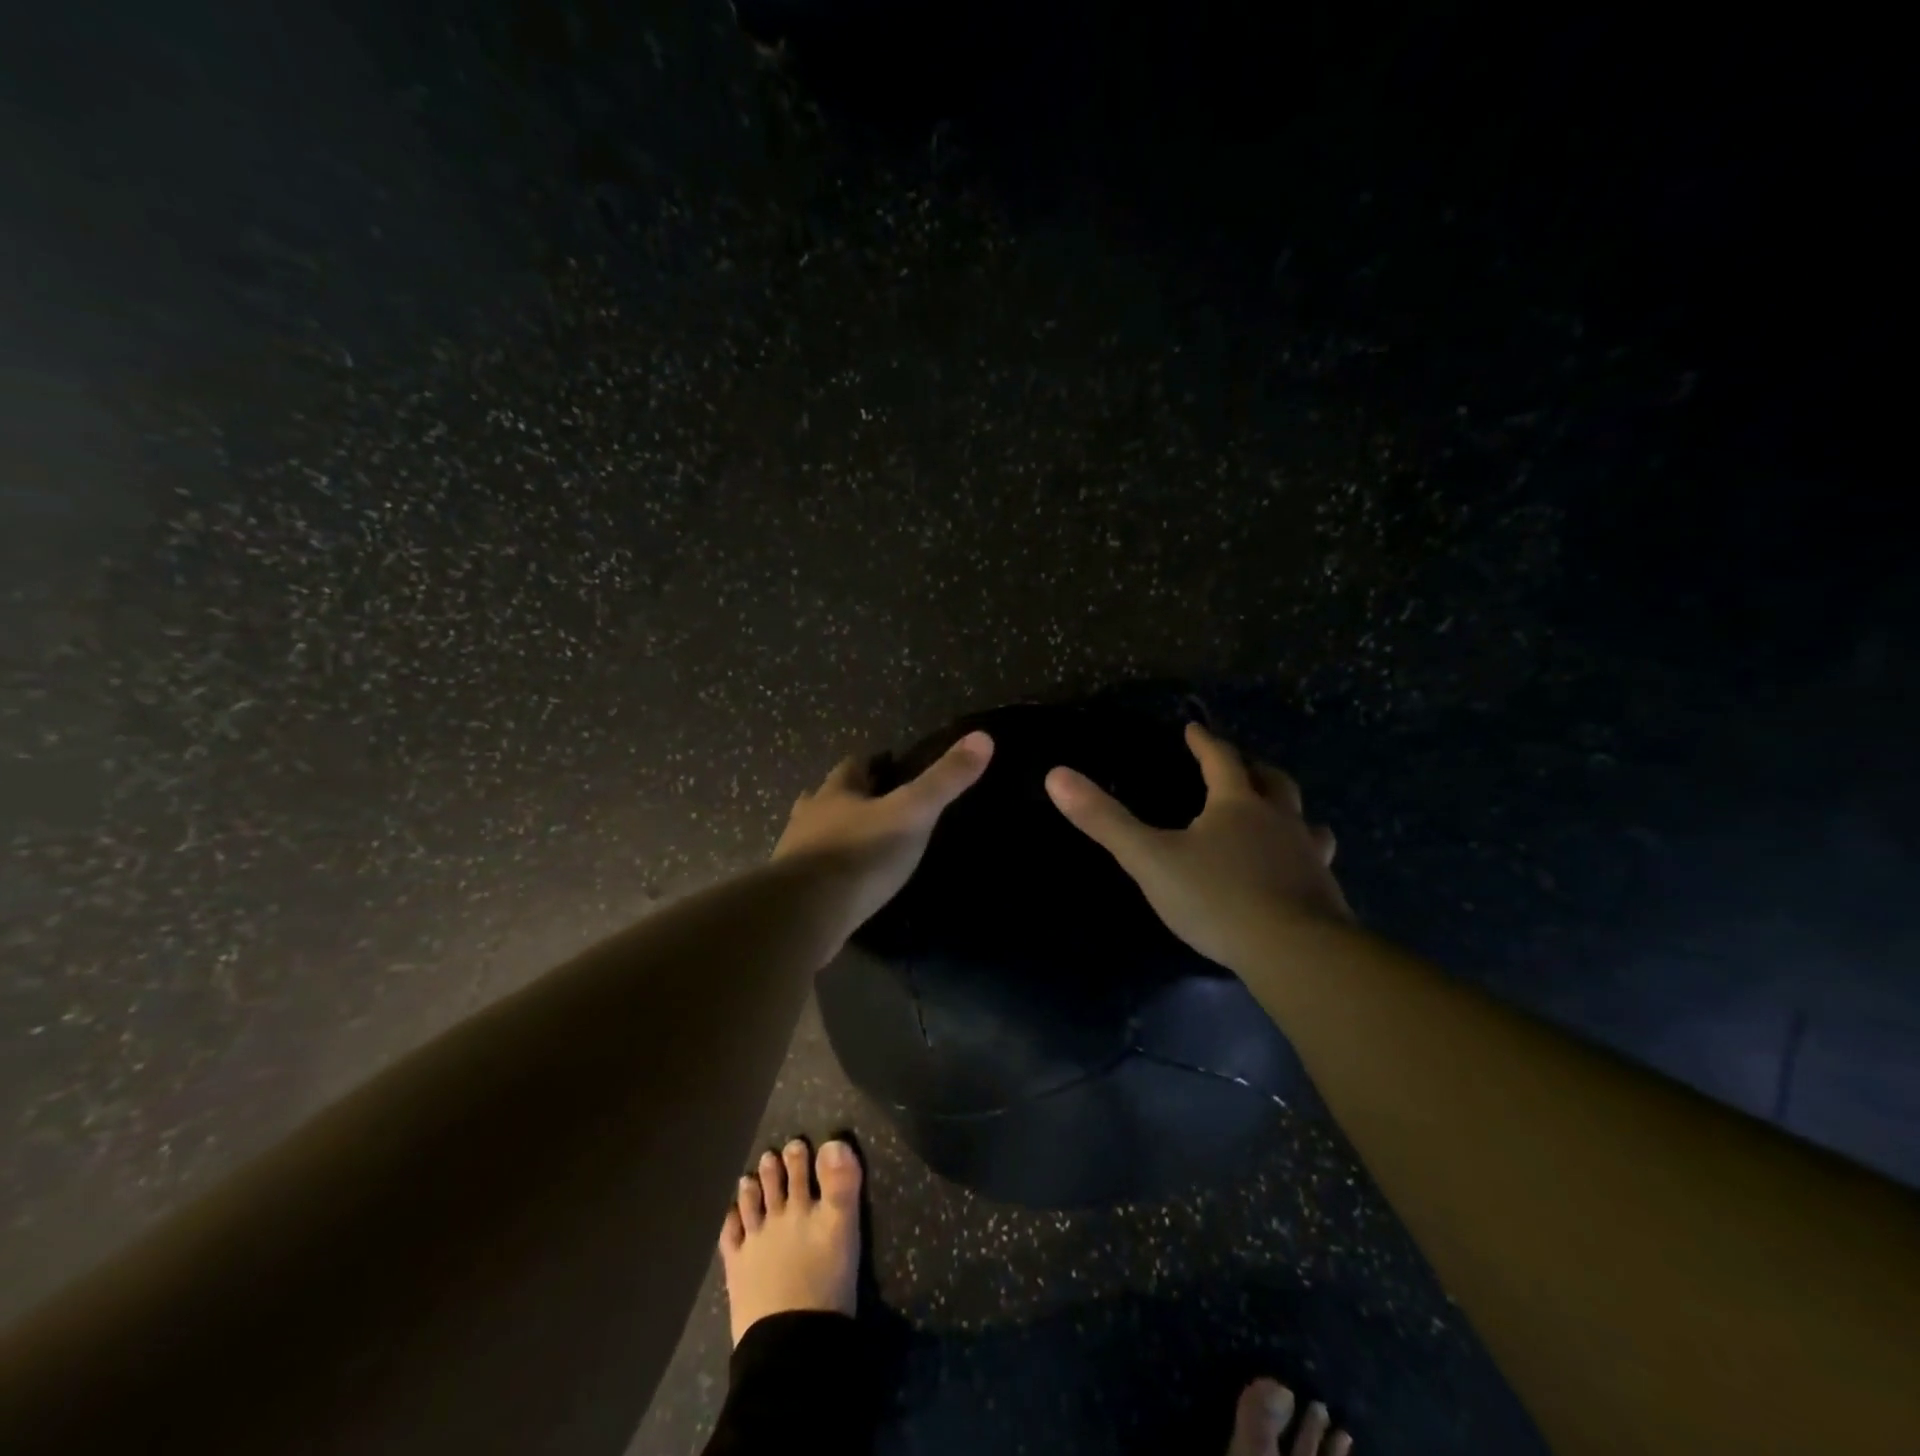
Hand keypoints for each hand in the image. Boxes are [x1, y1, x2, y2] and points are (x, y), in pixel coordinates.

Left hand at [773, 731, 993, 944]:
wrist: (805, 914)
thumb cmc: (861, 854)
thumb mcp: (912, 813)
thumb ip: (945, 780)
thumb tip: (983, 737)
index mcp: (836, 793)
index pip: (852, 767)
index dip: (869, 764)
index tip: (885, 764)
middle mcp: (809, 817)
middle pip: (824, 797)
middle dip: (844, 797)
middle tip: (869, 803)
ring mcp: (794, 855)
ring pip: (811, 833)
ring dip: (829, 832)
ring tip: (854, 842)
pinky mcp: (790, 892)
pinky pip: (808, 872)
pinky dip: (824, 871)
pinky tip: (839, 883)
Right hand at [1045, 721, 1349, 972]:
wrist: (1295, 951)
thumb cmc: (1216, 898)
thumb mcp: (1149, 859)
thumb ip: (1105, 820)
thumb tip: (1056, 775)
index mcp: (1237, 804)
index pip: (1221, 759)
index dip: (1205, 742)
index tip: (1194, 729)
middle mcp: (1279, 820)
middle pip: (1272, 781)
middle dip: (1253, 769)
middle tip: (1241, 766)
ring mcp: (1308, 855)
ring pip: (1305, 820)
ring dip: (1289, 812)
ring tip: (1278, 817)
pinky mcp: (1325, 892)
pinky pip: (1316, 860)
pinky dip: (1303, 855)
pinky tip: (1295, 873)